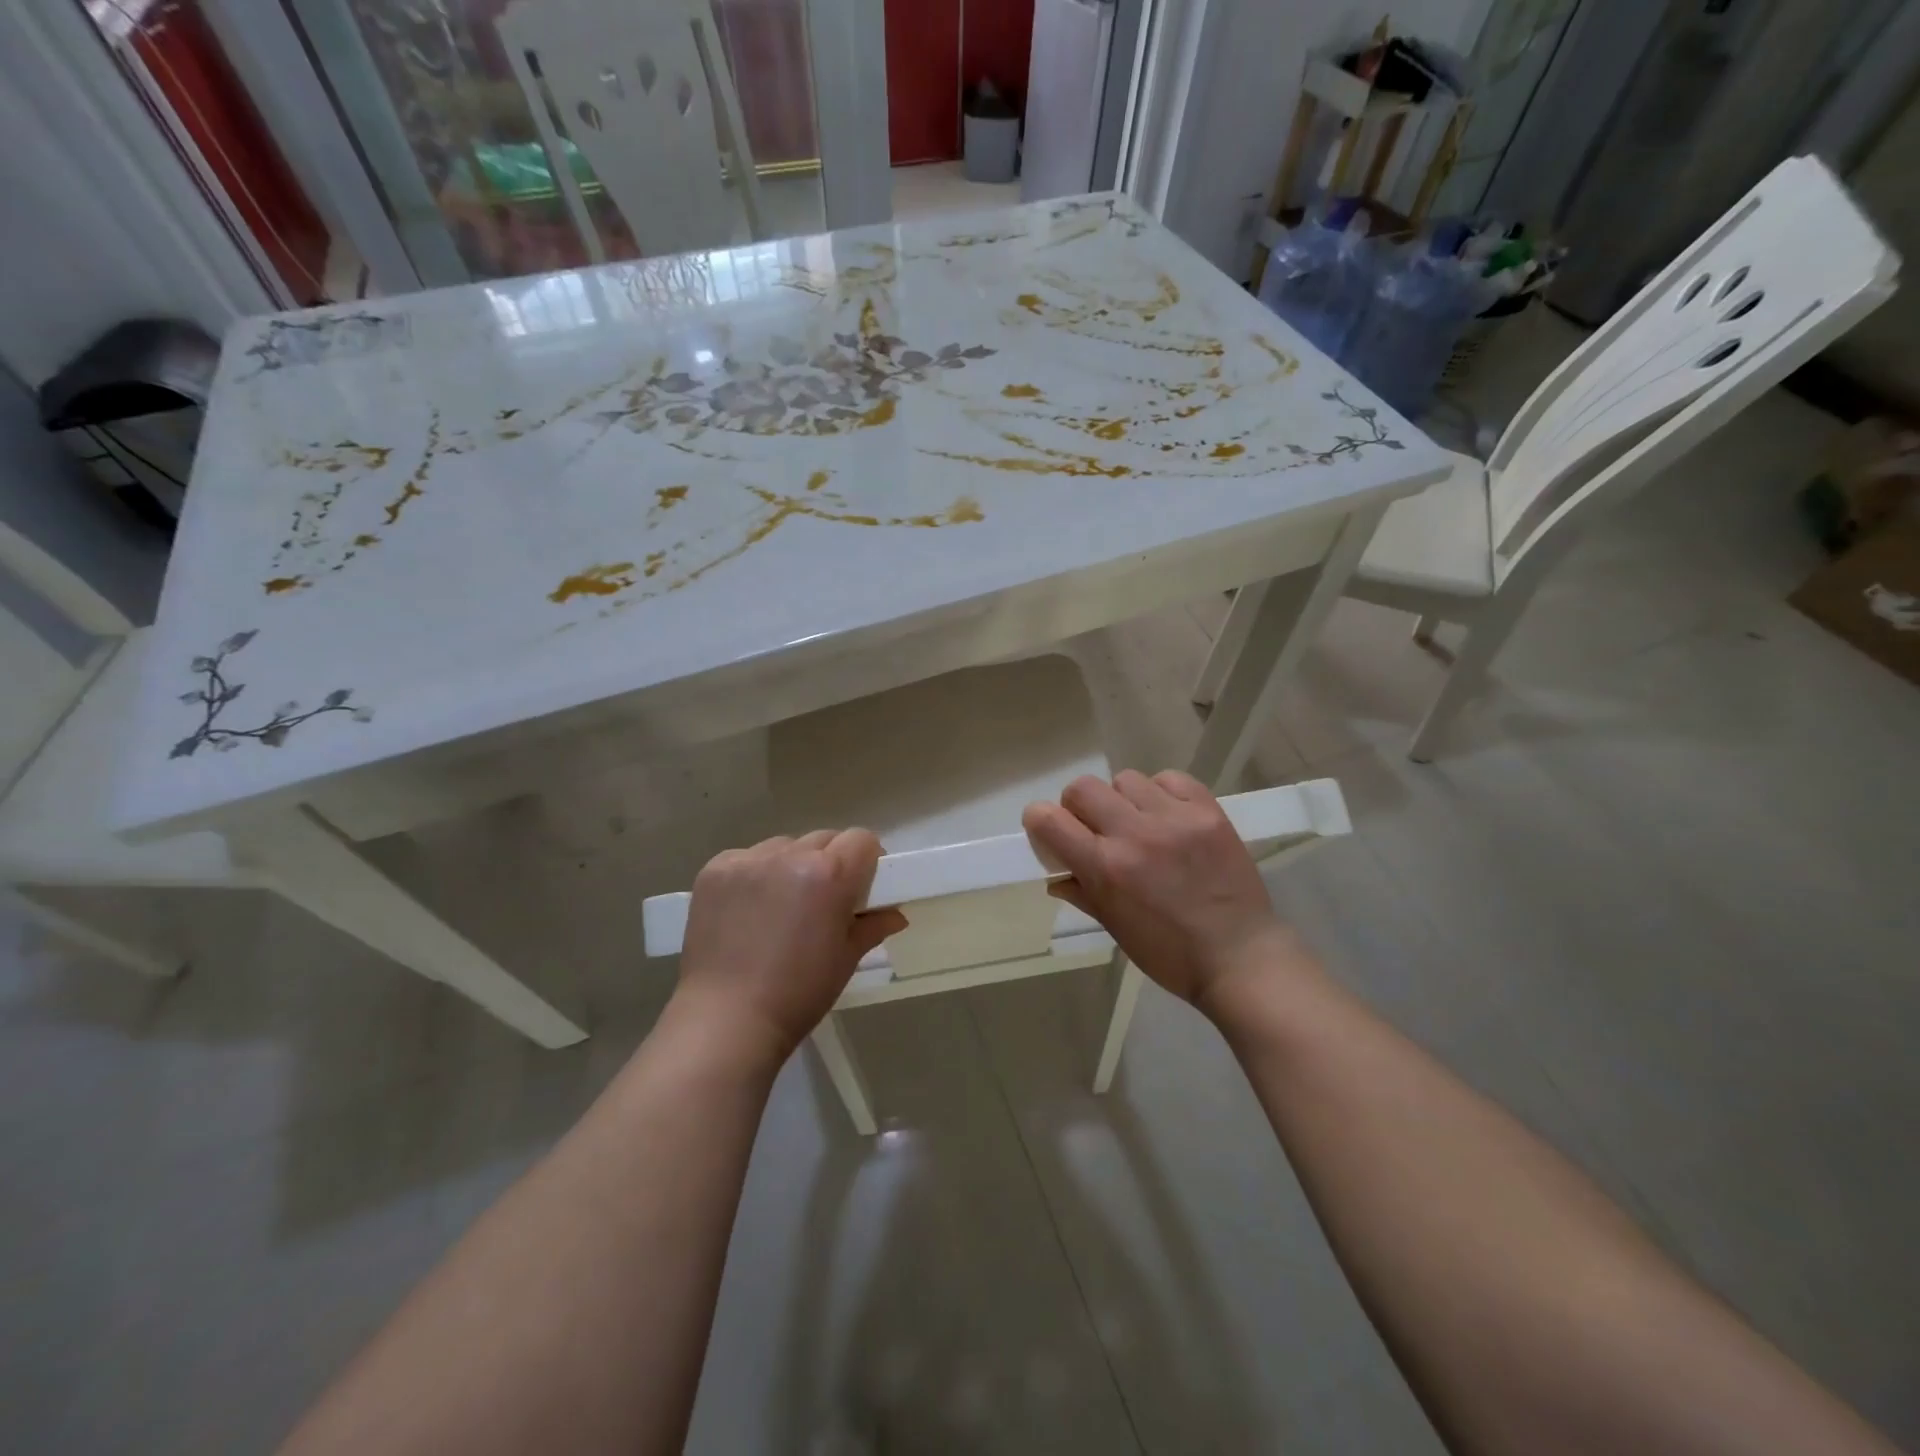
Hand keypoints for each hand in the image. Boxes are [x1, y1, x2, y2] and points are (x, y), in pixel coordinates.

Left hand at [674, 830, 906, 1063]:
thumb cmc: (798, 994)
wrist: (726, 1021)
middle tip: (825, 900)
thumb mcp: (846, 959)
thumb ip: (872, 926)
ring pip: (785, 846)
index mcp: (830, 874)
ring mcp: (748, 860)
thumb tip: (894, 914)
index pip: (861, 839)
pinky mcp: (715, 870)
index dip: (867, 860)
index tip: (863, 886)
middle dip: (831, 862)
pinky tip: (750, 908)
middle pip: (824, 839)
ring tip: (783, 905)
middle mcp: (789, 855)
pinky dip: (756, 875)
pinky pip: (748, 858)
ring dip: (792, 866)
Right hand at [1022, 770, 1298, 1012]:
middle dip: (1079, 807)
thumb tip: (1056, 874)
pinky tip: (1169, 817)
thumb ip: (1082, 892)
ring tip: (1141, 824)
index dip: (1041, 821)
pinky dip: (1161, 793)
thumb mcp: (1115, 928)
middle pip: (1082, 788)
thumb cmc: (1170, 954)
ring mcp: (1174, 819)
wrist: (1240, 956)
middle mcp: (1134, 834)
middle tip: (1097, 829)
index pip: (1048, 819)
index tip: (1050, 831)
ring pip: (1125, 779)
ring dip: (1123, 799)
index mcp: (1105, 868)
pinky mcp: (1208, 810)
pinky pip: (1169, 779)